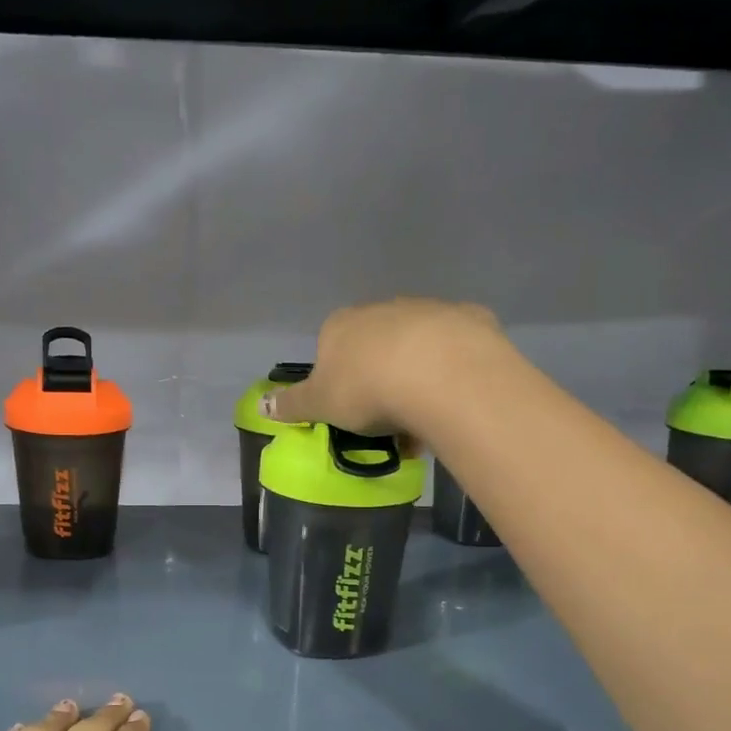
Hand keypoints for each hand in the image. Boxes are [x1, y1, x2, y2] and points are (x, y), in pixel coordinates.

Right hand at [265, 298, 505, 435]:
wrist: (439, 373)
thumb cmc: (366, 388)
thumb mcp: (319, 404)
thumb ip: (291, 405)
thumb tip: (261, 404)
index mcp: (341, 325)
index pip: (331, 349)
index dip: (339, 383)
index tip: (351, 412)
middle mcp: (382, 309)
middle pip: (376, 347)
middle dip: (380, 379)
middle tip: (388, 421)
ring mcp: (427, 310)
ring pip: (416, 349)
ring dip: (416, 378)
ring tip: (423, 419)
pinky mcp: (469, 320)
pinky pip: (454, 351)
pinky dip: (451, 373)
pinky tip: (453, 399)